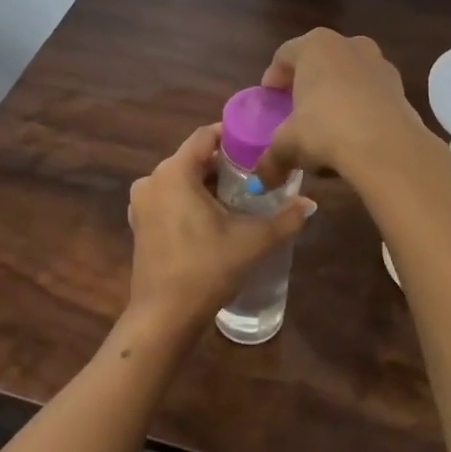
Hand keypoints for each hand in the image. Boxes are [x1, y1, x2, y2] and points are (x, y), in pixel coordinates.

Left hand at [125, 124, 312, 341]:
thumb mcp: (253, 241)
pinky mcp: (140, 224)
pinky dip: (190, 200)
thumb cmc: (207, 269)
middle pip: (193, 158)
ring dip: (208, 184)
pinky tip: (215, 218)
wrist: (165, 316)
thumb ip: (285, 218)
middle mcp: (152, 180)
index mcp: (174, 172)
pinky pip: (169, 198)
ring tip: (241, 197)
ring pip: (181, 180)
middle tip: (256, 174)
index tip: (257, 143)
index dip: (231, 135)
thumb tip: (310, 203)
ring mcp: (142, 203)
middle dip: (223, 164)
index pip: (204, 136)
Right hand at [251, 29, 439, 189]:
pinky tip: (353, 134)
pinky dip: (359, 107)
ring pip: (348, 75)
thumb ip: (271, 158)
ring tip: (327, 125)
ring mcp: (379, 63)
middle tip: (296, 109)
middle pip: (319, 61)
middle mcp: (349, 45)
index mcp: (316, 45)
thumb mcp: (288, 144)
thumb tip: (263, 181)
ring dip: (336, 94)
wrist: (388, 147)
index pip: (285, 55)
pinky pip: (370, 92)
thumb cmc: (326, 130)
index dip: (273, 77)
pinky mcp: (400, 87)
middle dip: (307, 83)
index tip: (269, 99)